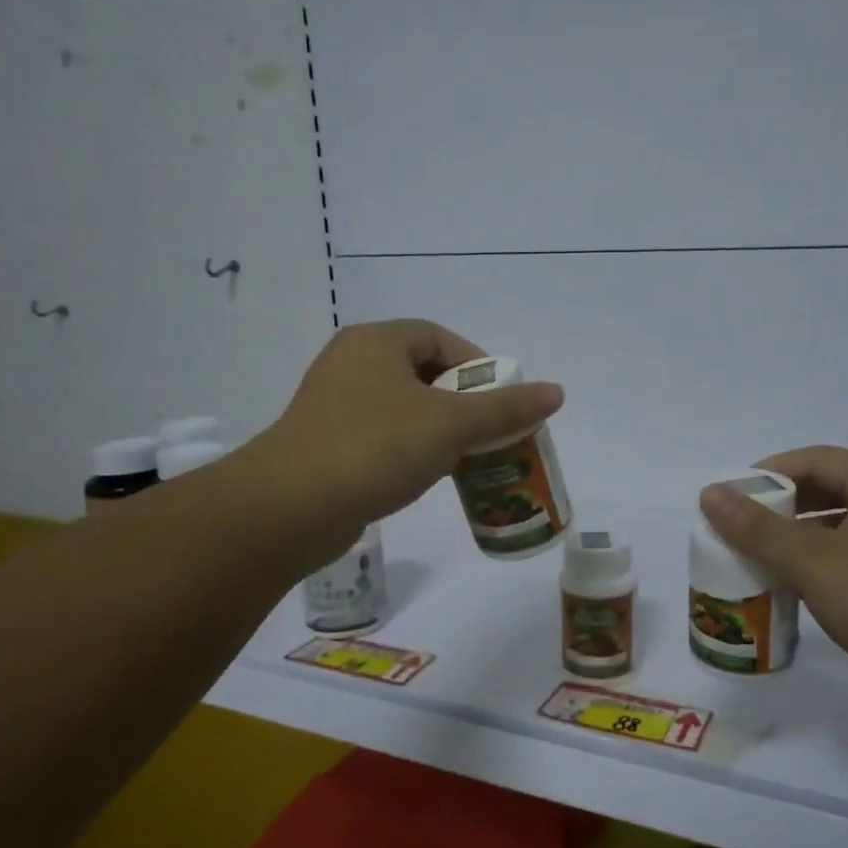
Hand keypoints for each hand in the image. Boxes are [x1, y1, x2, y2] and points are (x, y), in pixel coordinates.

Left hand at [253, 320, 563, 566]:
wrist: (291, 508)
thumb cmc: (376, 448)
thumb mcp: (451, 425)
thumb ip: (505, 409)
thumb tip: (556, 392)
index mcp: (377, 342)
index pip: (440, 339)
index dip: (478, 366)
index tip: (503, 401)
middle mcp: (352, 364)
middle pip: (424, 373)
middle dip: (464, 403)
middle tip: (492, 433)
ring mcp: (334, 405)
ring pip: (404, 408)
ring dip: (440, 430)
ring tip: (469, 458)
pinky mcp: (326, 444)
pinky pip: (383, 436)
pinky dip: (411, 450)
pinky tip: (428, 476)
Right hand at [699, 447, 847, 693]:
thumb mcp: (815, 563)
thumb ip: (758, 529)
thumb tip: (709, 493)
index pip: (815, 459)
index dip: (768, 472)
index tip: (730, 497)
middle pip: (831, 491)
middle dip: (783, 508)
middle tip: (741, 531)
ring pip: (847, 529)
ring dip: (803, 540)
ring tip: (765, 563)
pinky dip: (828, 567)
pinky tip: (808, 593)